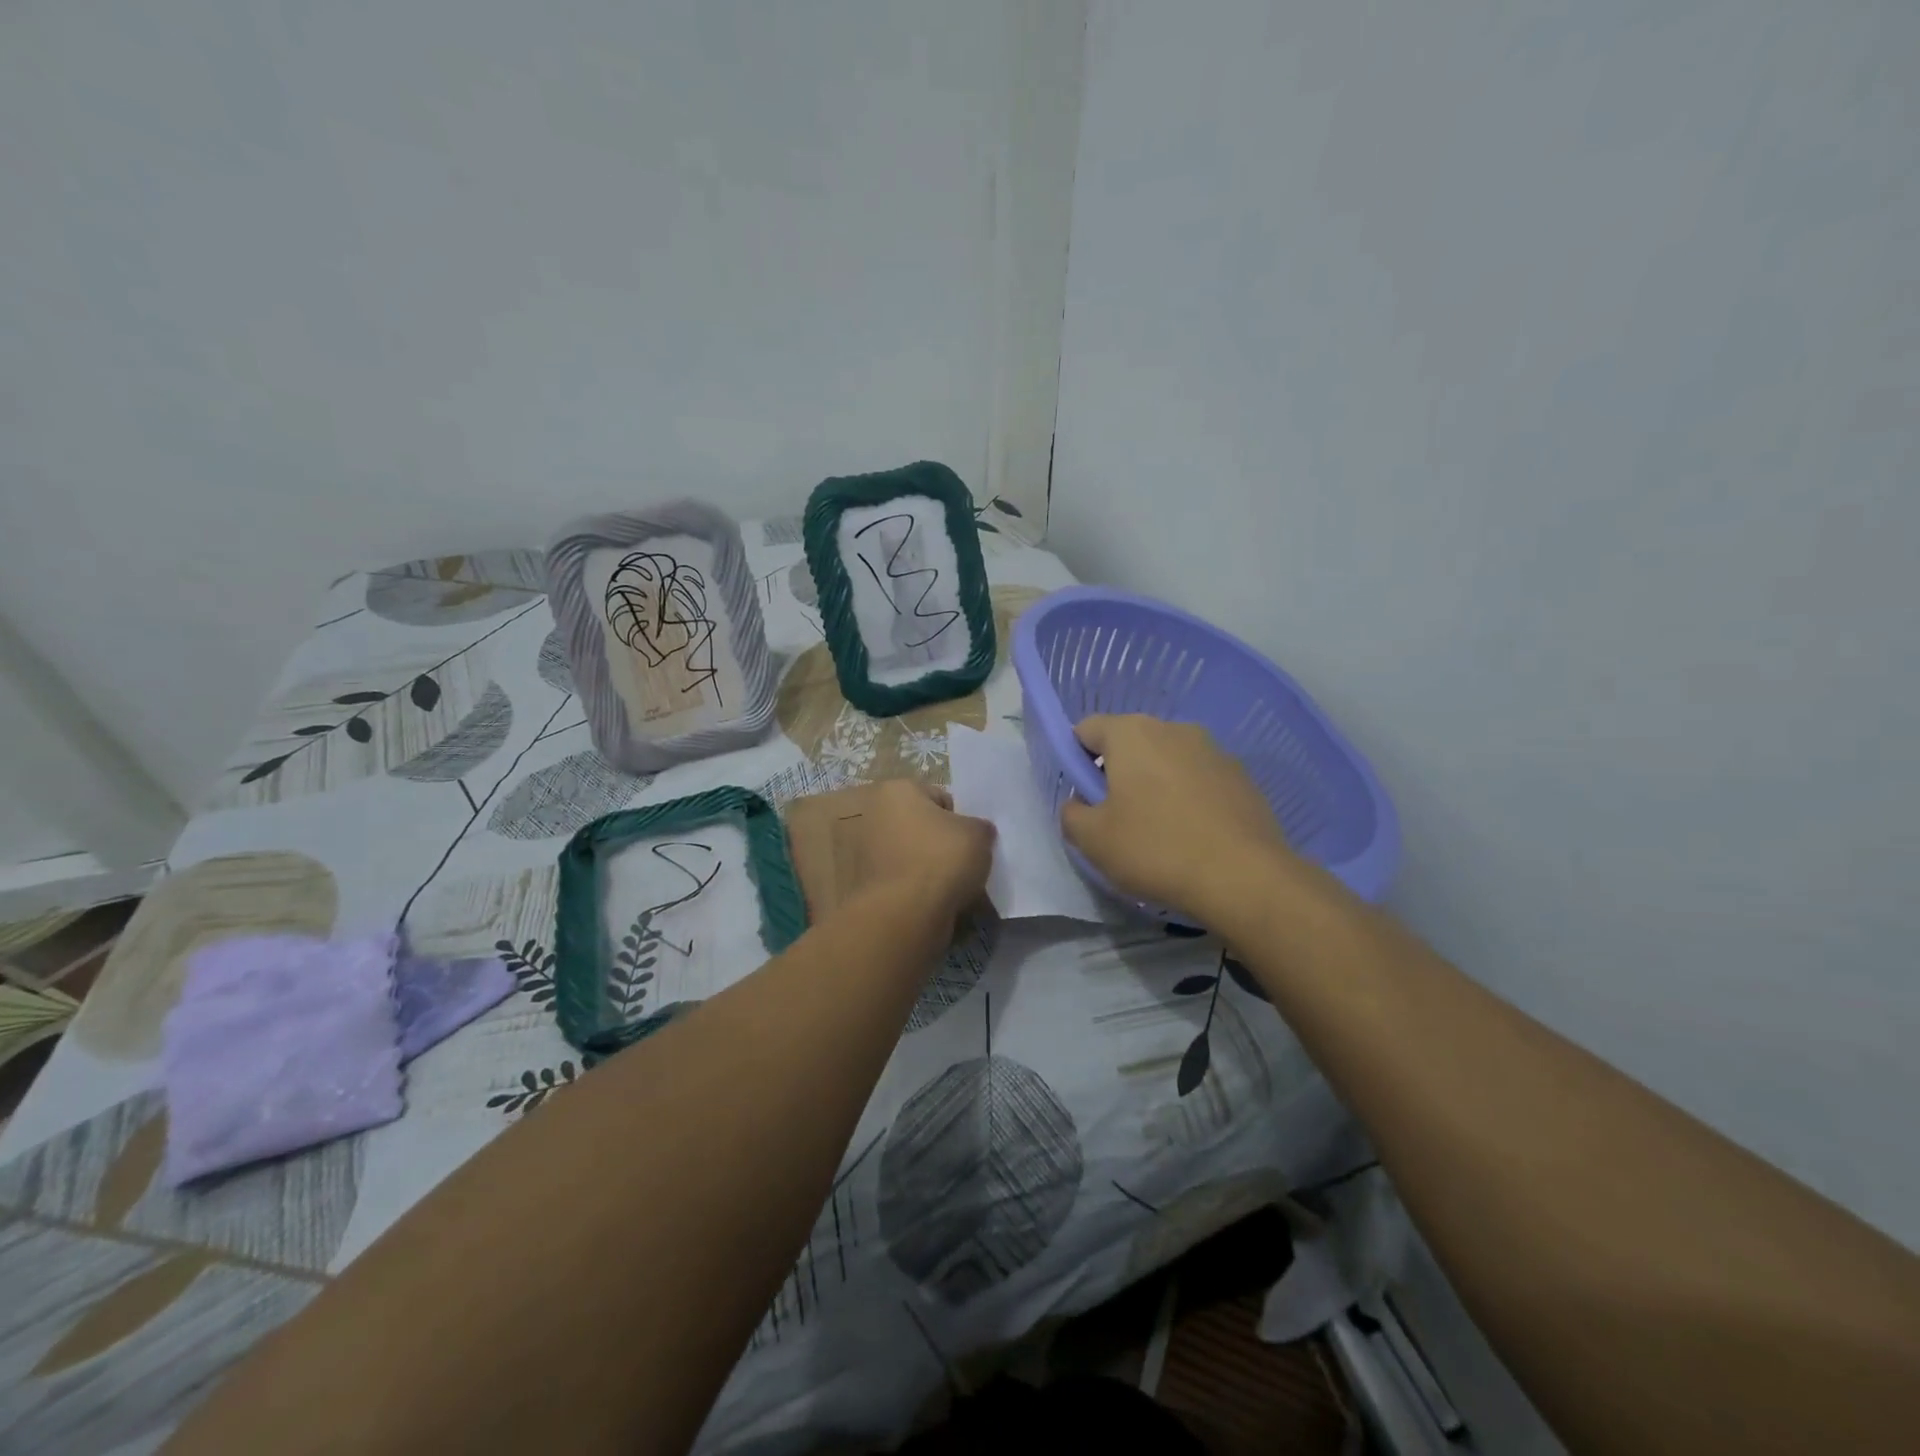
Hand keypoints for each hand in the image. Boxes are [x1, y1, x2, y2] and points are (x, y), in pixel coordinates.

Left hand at [845, 779, 994, 925]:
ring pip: (913, 854)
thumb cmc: (942, 859)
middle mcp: (875, 814)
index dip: (961, 819)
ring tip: (953, 886)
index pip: (940, 798)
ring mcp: (866, 851)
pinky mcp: (866, 884)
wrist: (906, 914)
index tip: (971, 841)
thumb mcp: (979, 834)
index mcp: (897, 790)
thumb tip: (978, 832)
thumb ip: (980, 827)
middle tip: (964, 863)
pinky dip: (917, 888)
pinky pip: (904, 880)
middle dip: (941, 842)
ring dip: (929, 867)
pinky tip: (936, 902)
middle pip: (922, 826)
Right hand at [1060, 715, 1293, 921]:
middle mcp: (1173, 728)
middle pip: (1129, 742)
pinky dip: (1188, 797)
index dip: (1075, 759)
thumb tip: (1079, 804)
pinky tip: (1192, 836)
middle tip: (1115, 817)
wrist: (1245, 878)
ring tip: (1158, 831)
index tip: (1083, 796)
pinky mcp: (1242, 776)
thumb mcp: (1092, 840)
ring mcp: (1213, 749)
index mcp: (1131, 733)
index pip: (1086, 729)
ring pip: (1167, 759)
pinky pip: (1199, 778)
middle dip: (1117, 772)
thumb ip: (1071, 814)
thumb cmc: (1156, 849)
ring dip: (1155, 784)